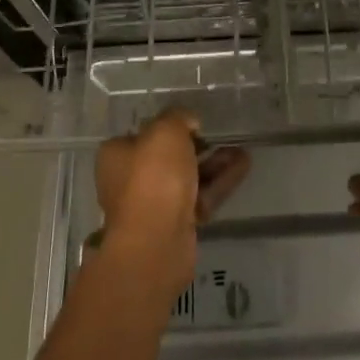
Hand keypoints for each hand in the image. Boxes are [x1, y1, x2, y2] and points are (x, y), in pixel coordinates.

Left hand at [95, 109, 249, 293]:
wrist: (156, 241)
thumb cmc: (153, 177)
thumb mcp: (166, 130)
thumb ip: (178, 118)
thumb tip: (188, 122)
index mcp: (116, 155)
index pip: (142, 134)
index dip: (168, 126)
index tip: (194, 124)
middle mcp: (129, 180)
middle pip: (167, 157)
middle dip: (198, 146)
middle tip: (221, 136)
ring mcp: (153, 205)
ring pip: (188, 178)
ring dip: (214, 164)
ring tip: (241, 151)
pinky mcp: (175, 225)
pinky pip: (201, 196)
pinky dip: (220, 182)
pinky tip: (243, 167)